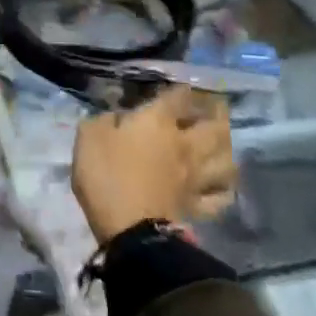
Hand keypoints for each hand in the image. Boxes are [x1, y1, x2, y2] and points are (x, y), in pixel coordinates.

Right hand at [72, 87, 236, 245]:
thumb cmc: (106, 176)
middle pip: (215, 125)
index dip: (182, 89)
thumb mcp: (89, 136)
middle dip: (218, 114)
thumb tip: (116, 116)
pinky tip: (220, 185)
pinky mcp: (199, 206)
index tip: (182, 86)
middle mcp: (185, 144)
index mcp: (158, 122)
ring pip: (227, 160)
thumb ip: (104, 120)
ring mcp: (196, 177)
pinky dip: (224, 188)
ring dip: (227, 149)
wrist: (130, 230)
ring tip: (222, 144)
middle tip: (216, 109)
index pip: (178, 96)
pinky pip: (220, 196)